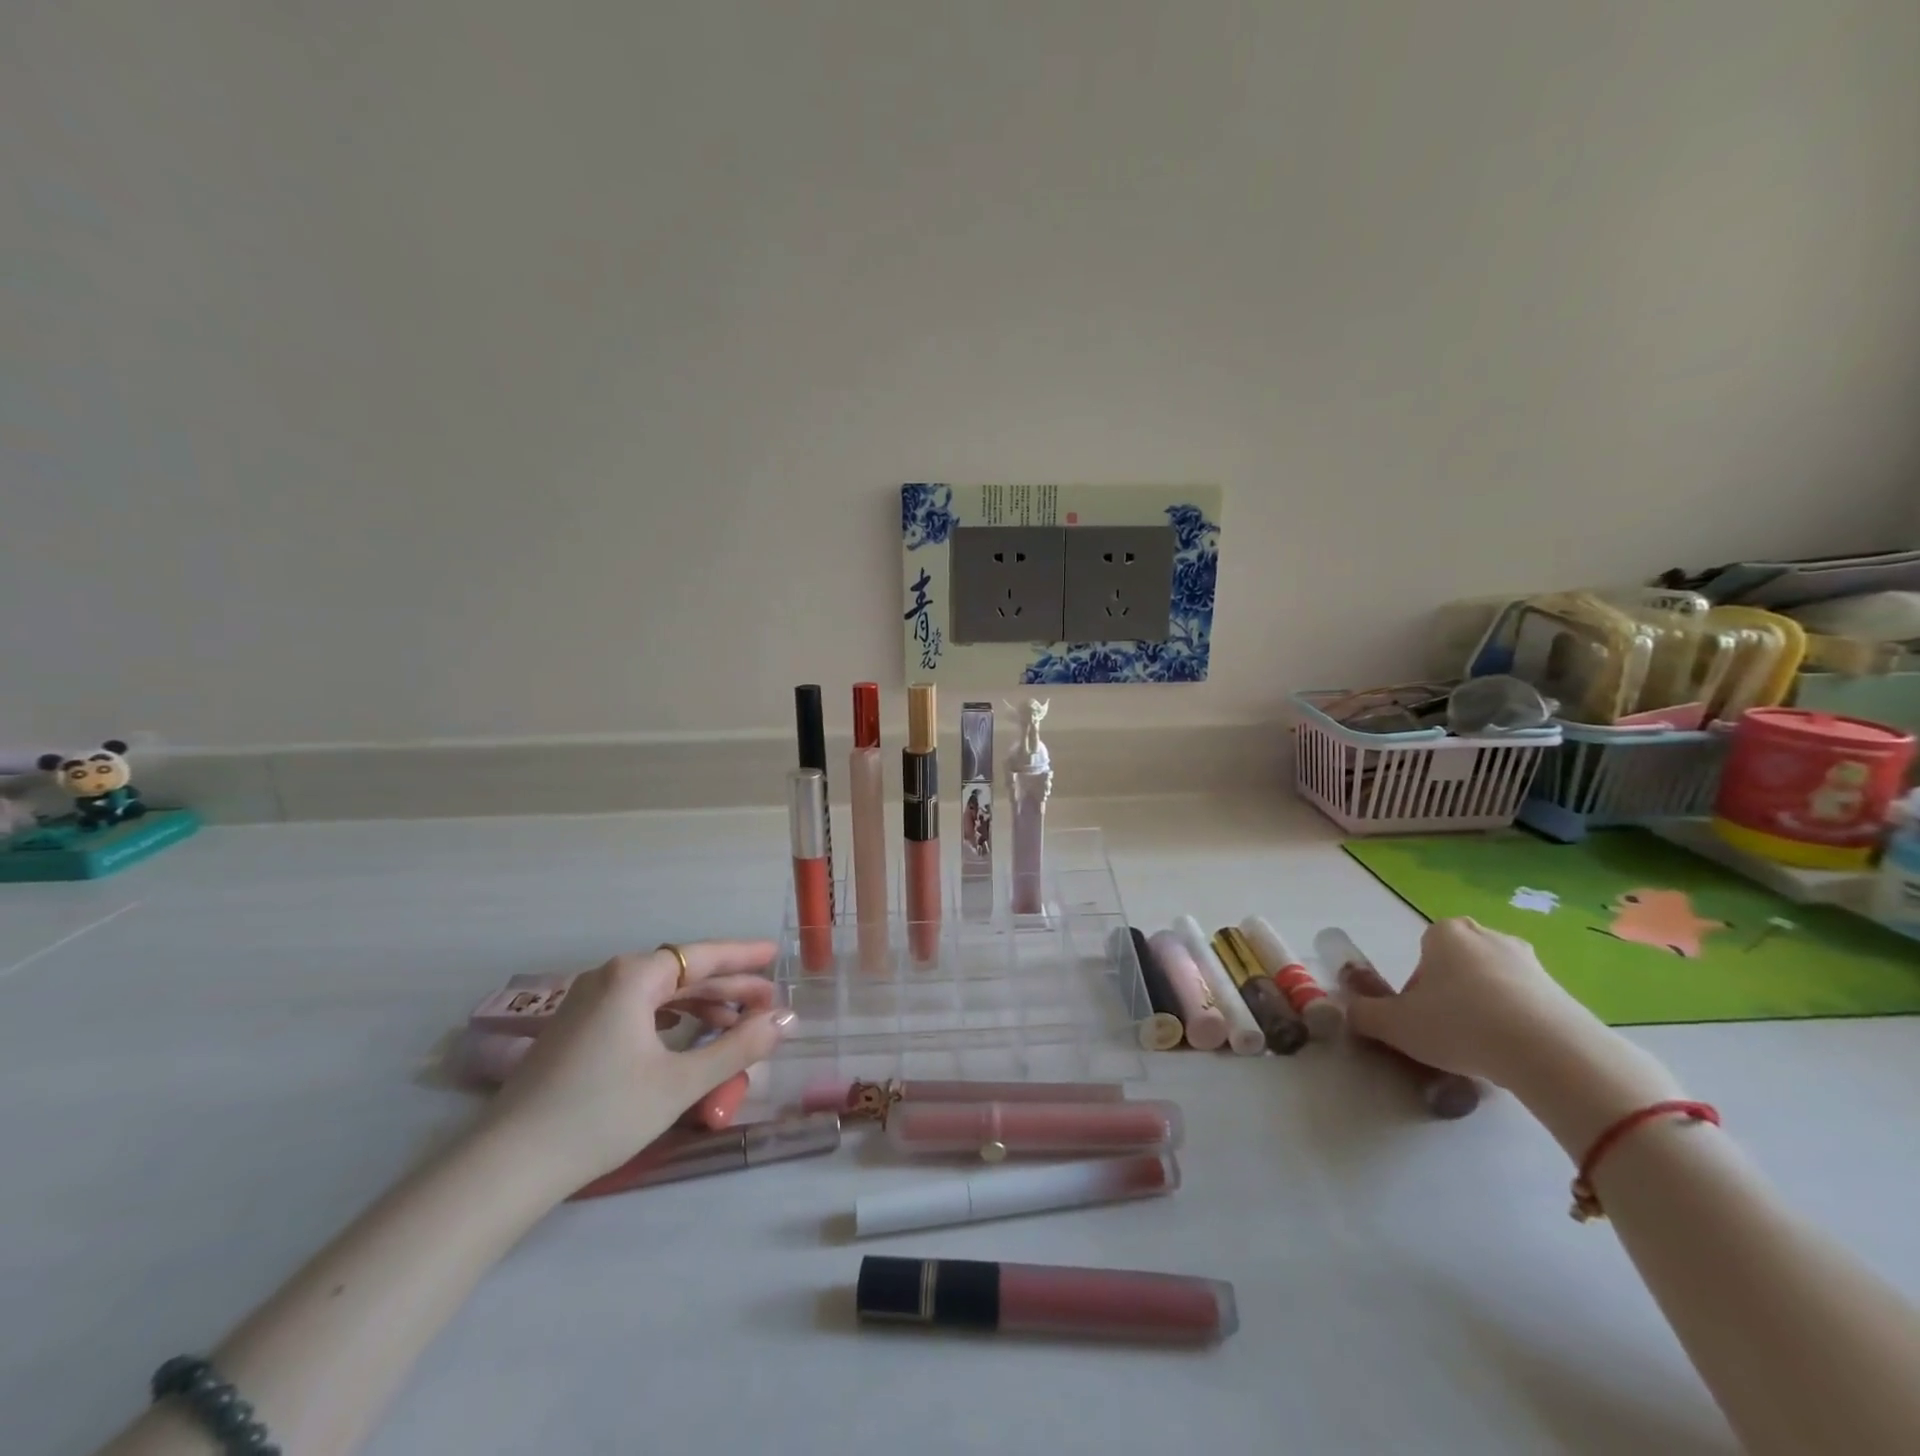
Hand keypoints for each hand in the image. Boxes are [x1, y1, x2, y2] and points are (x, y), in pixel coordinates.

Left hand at [480, 941, 794, 1193]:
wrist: (507, 1166)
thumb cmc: (602, 1114)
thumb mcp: (680, 1082)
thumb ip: (739, 1046)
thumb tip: (786, 1020)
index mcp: (634, 976)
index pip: (703, 955)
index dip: (744, 955)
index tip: (776, 954)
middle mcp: (609, 978)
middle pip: (683, 974)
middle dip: (728, 988)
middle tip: (768, 1004)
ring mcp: (587, 1003)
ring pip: (659, 994)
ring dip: (700, 1006)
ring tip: (735, 1024)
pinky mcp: (575, 1030)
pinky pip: (636, 1010)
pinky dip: (669, 1019)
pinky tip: (683, 1035)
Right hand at [1345, 917, 1680, 1152]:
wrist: (1548, 1052)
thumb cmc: (1457, 1023)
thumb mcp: (1394, 1024)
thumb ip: (1363, 1014)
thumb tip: (1346, 1012)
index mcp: (1445, 933)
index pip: (1422, 953)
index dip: (1416, 988)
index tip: (1419, 1018)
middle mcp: (1488, 936)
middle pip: (1459, 966)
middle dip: (1451, 995)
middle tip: (1447, 1033)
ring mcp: (1531, 963)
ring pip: (1494, 985)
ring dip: (1485, 1010)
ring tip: (1482, 1051)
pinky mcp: (1565, 993)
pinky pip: (1528, 1006)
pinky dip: (1518, 1026)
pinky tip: (1514, 1057)